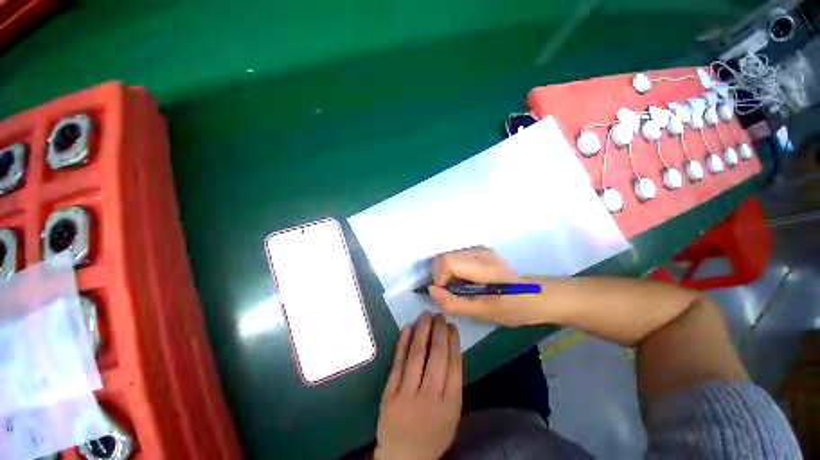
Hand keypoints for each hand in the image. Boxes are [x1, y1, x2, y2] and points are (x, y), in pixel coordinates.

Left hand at [374, 312, 461, 459]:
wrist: (403, 457)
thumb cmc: (433, 434)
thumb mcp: (452, 415)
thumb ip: (453, 385)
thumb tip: (452, 350)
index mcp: (450, 405)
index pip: (454, 365)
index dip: (453, 341)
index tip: (452, 325)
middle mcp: (430, 397)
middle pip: (437, 356)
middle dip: (439, 331)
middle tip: (440, 315)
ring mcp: (407, 395)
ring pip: (417, 355)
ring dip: (422, 331)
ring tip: (426, 315)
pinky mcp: (389, 393)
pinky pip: (398, 363)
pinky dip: (403, 343)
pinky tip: (408, 328)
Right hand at [428, 247, 545, 325]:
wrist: (534, 296)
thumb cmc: (512, 307)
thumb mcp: (482, 312)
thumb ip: (454, 303)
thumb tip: (430, 290)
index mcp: (483, 266)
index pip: (446, 262)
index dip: (439, 278)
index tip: (446, 294)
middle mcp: (478, 252)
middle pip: (443, 258)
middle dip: (441, 277)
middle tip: (452, 293)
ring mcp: (479, 249)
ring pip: (447, 257)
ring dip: (446, 274)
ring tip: (459, 289)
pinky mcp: (478, 251)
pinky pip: (455, 258)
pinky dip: (452, 270)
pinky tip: (465, 281)